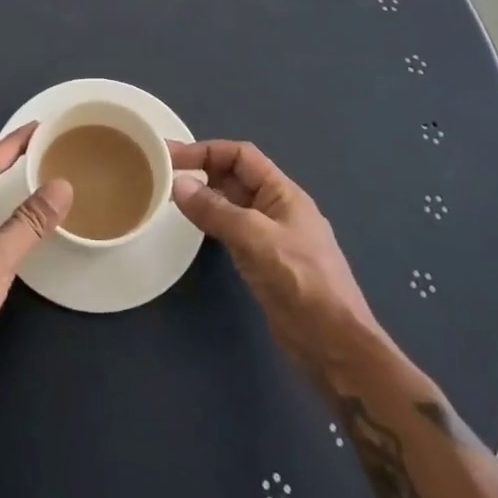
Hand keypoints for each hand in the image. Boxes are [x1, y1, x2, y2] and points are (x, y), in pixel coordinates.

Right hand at [169, 140, 378, 369]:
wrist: (335, 346)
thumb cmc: (301, 283)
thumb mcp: (256, 239)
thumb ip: (216, 210)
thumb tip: (178, 184)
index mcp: (283, 193)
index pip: (241, 156)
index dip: (206, 150)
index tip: (171, 157)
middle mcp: (278, 209)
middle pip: (236, 177)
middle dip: (203, 171)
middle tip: (163, 176)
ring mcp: (272, 237)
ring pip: (234, 205)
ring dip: (206, 197)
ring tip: (171, 199)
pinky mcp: (266, 263)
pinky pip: (234, 231)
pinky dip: (213, 223)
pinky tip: (195, 230)